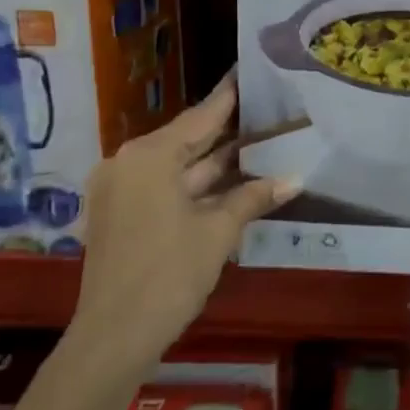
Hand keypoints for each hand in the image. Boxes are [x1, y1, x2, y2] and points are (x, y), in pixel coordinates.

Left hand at [70, 75, 294, 372]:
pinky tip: (234, 180)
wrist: (114, 337)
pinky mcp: (122, 215)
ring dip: (216, 162)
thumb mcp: (217, 232)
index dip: (229, 97)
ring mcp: (122, 191)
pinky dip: (197, 186)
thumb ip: (253, 197)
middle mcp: (129, 163)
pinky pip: (165, 187)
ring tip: (261, 142)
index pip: (200, 116)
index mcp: (148, 156)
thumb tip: (296, 178)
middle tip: (267, 109)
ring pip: (178, 166)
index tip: (250, 72)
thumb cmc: (168, 274)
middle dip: (227, 131)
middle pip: (187, 139)